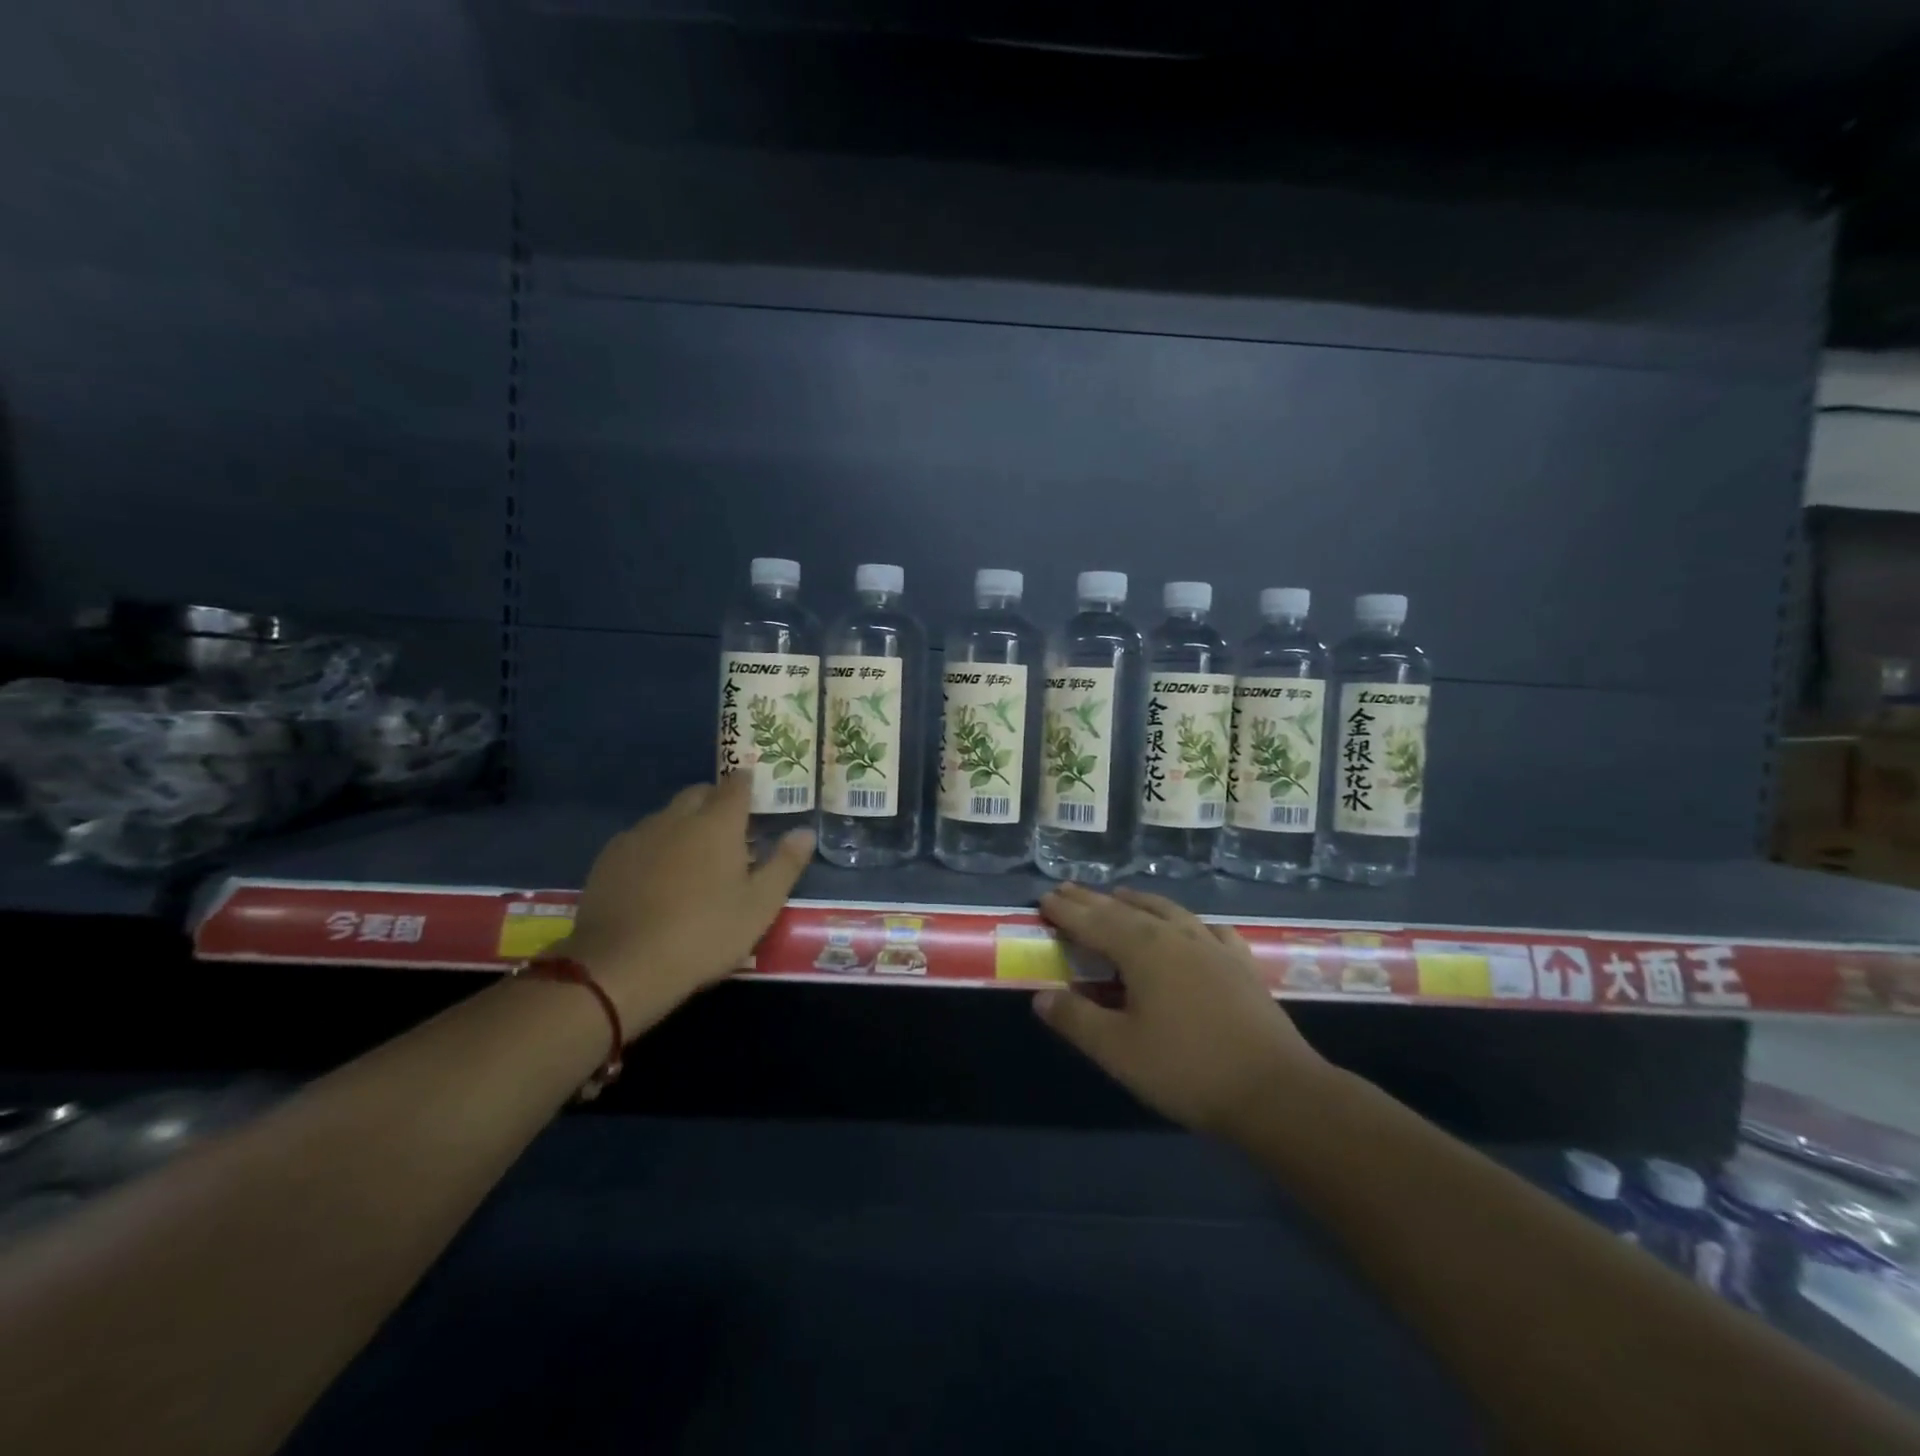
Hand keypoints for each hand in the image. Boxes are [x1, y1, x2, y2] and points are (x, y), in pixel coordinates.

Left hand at [559, 774, 813, 1032]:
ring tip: (693, 858)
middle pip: (699, 793)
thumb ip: (785, 864)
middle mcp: (677, 817)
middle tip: (730, 831)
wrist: (622, 967)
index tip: (756, 795)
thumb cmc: (704, 934)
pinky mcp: (608, 858)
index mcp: (718, 823)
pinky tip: (656, 877)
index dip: (748, 784)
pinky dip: (655, 846)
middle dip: (716, 802)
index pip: (737, 785)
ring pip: (668, 815)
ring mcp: (639, 835)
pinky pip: (640, 838)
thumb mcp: (760, 906)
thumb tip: (805, 831)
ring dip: (684, 824)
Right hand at [1033, 885, 1329, 1137]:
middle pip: (1125, 910)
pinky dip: (1187, 922)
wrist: (1276, 1091)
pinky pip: (1208, 929)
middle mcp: (1176, 936)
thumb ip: (1076, 1019)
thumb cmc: (1188, 1069)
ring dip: (1137, 901)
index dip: (1067, 911)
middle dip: (1093, 900)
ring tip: (1120, 895)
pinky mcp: (1241, 965)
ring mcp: (1213, 946)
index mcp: (1143, 950)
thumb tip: (1041, 996)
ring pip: (1167, 911)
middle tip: (1067, 890)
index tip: (1044, 898)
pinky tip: (1192, 927)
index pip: (1094, 922)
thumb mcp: (1119, 1051)